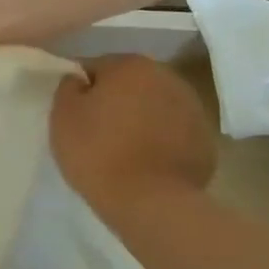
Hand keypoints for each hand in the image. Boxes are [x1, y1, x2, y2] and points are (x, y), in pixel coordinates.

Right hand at [49, 56, 215, 214]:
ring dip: (139, 119)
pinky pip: (172, 133)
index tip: (74, 114)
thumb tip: (79, 80)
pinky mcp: (205, 140)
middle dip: (114, 101)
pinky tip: (145, 163)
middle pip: (130, 84)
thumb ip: (68, 87)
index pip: (96, 67)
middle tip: (95, 131)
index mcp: (131, 66)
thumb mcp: (62, 115)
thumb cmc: (98, 152)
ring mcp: (193, 108)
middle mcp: (167, 77)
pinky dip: (160, 141)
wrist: (150, 202)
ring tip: (121, 150)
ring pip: (154, 107)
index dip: (81, 90)